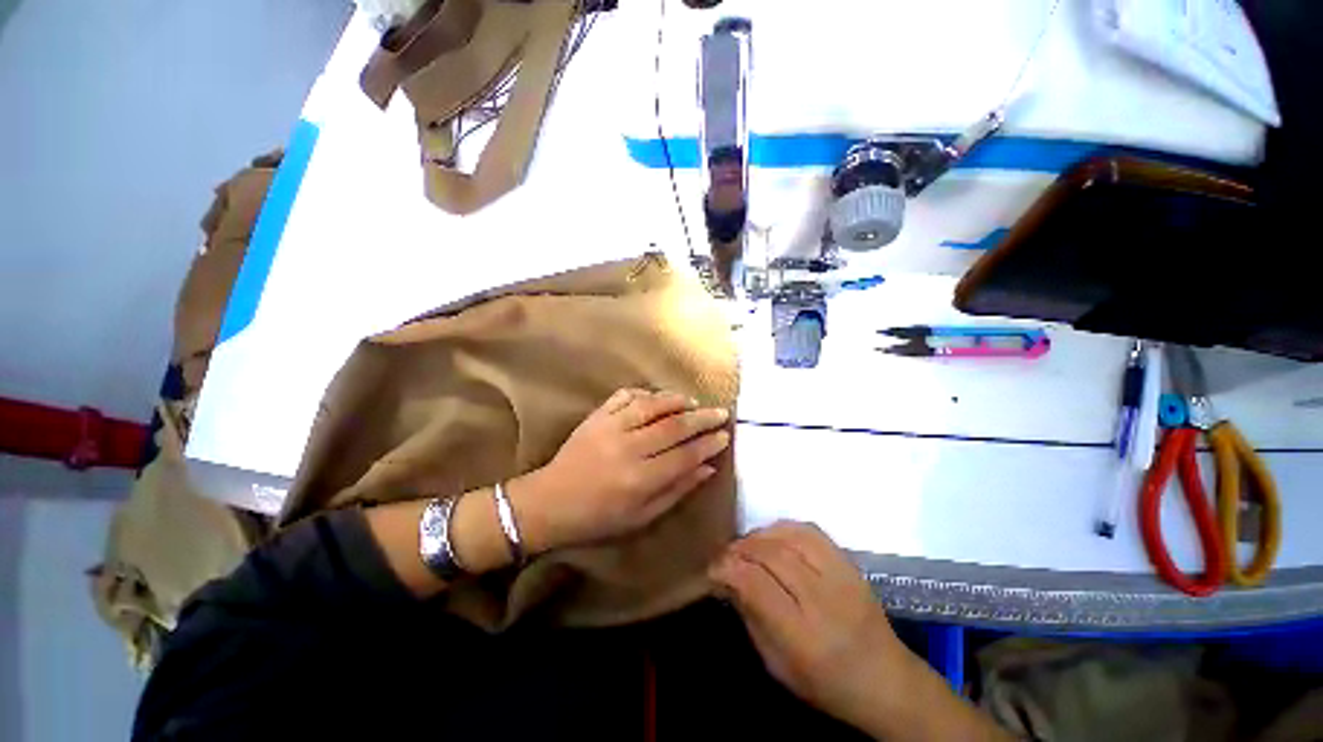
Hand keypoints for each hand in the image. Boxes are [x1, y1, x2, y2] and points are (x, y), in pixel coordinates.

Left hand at [512, 388, 730, 551]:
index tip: (725, 435)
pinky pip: (625, 396)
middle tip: (720, 412)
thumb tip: (708, 468)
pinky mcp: (596, 416)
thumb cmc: (598, 518)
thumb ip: (677, 490)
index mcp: (640, 479)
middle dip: (702, 418)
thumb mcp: (642, 517)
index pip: (685, 455)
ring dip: (677, 400)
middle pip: (674, 426)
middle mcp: (629, 448)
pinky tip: (657, 397)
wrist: (550, 502)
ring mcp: (611, 428)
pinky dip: (645, 393)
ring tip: (693, 401)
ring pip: (652, 405)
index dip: (708, 444)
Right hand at [709, 522, 913, 732]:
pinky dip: (785, 528)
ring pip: (791, 537)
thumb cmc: (826, 683)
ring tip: (747, 544)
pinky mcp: (850, 563)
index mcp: (803, 636)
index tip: (713, 569)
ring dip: (760, 535)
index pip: (756, 584)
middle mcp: (824, 600)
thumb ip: (750, 617)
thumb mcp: (777, 665)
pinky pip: (811, 531)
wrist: (887, 681)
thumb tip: (728, 579)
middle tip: (726, 555)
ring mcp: (841, 577)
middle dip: (741, 549)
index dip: (728, 568)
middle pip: (772, 555)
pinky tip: (773, 537)